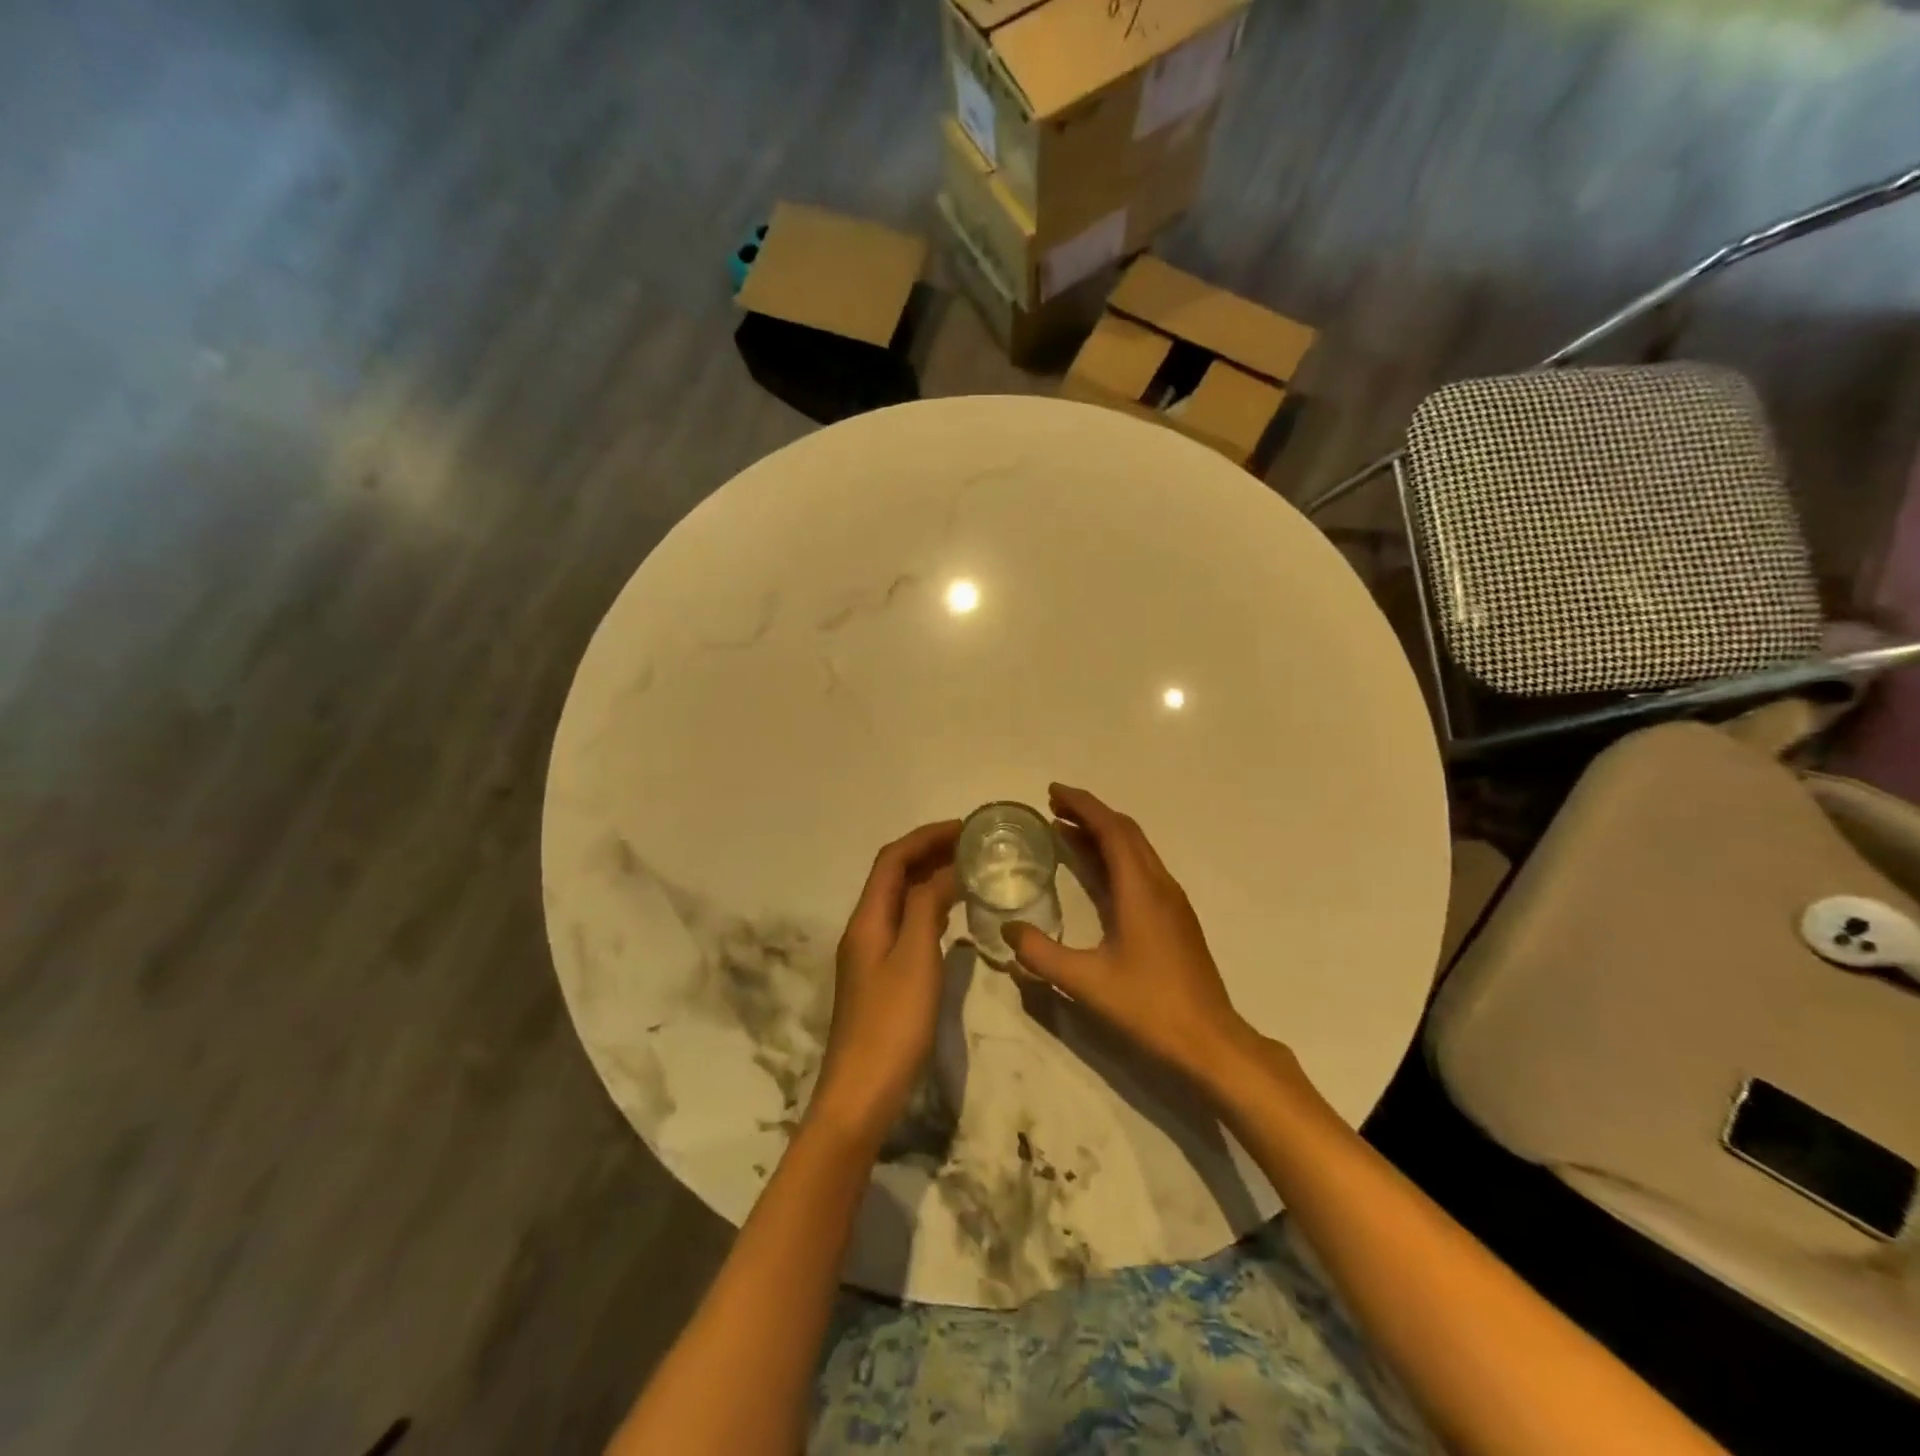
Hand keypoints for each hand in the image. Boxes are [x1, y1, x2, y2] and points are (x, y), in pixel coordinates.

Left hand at [809, 820, 961, 1146]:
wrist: (861, 1093)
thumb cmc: (892, 1023)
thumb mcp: (916, 958)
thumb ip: (928, 908)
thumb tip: (947, 870)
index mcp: (867, 918)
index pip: (893, 859)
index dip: (926, 837)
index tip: (965, 828)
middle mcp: (864, 928)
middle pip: (894, 876)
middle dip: (929, 852)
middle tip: (973, 846)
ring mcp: (871, 954)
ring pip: (901, 900)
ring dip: (930, 878)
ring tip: (969, 871)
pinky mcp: (882, 977)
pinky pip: (906, 925)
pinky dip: (930, 908)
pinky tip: (954, 917)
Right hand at [1004, 784, 1260, 1085]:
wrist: (1210, 1040)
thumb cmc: (1149, 1006)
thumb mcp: (1086, 982)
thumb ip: (1041, 954)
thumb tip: (1007, 930)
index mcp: (1140, 889)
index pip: (1111, 829)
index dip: (1082, 805)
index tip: (1052, 791)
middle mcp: (1159, 884)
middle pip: (1125, 831)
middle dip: (1090, 813)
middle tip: (1053, 806)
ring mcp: (1171, 901)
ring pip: (1136, 850)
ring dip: (1102, 834)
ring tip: (1065, 831)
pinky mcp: (1175, 918)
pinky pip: (1141, 869)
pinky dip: (1114, 856)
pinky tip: (1095, 873)